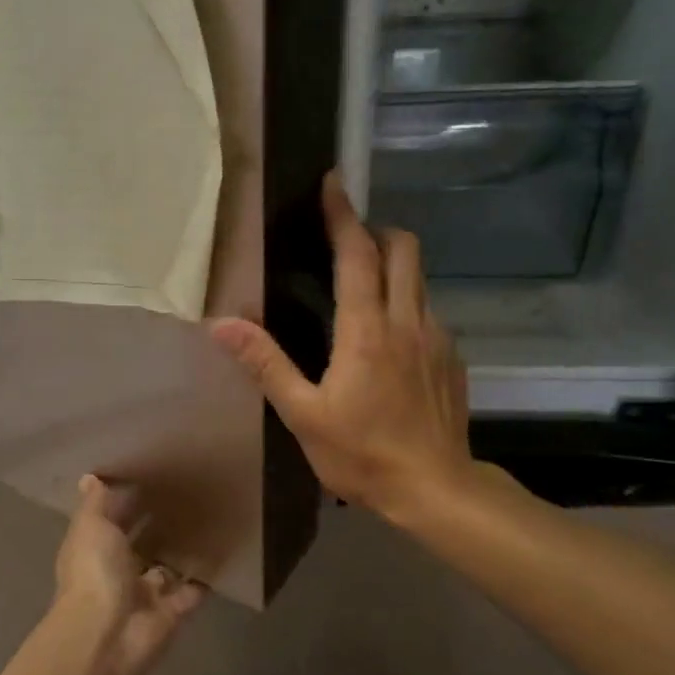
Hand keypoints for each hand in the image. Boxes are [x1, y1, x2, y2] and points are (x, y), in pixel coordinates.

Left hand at [53, 474, 205, 674]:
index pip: (110, 521)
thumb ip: (95, 504)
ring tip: (208, 516)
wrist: (108, 635)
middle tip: (186, 493)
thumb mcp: (90, 527)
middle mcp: (117, 571)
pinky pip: (192, 589)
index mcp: (93, 550)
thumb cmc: (94, 572)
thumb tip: (89, 477)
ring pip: (166, 567)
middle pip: (139, 544)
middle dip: (156, 524)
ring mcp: (145, 594)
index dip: (125, 501)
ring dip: (181, 549)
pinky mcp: (172, 612)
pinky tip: (223, 549)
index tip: (149, 475)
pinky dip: (205, 575)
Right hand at [211, 173, 475, 521]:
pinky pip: (430, 312)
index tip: (333, 184)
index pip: (357, 254)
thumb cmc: (363, 453)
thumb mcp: (303, 414)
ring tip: (364, 289)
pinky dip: (408, 304)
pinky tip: (391, 341)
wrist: (436, 490)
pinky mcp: (453, 358)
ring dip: (394, 267)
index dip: (343, 215)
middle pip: (404, 249)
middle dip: (377, 231)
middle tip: (347, 242)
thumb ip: (265, 364)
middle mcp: (408, 320)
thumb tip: (222, 325)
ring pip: (420, 279)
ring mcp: (437, 338)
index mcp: (367, 330)